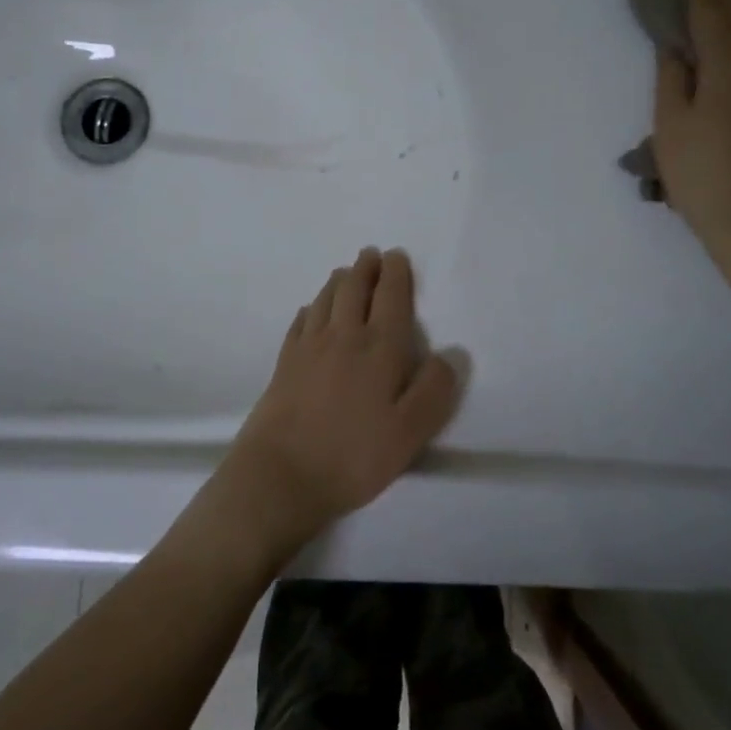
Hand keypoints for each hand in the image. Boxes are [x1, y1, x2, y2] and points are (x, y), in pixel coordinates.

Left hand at [220, 248, 461, 552]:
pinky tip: (311, 311)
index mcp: (379, 348)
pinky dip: (311, 308)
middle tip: (371, 255)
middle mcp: (343, 336)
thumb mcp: (410, 432)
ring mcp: (309, 348)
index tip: (396, 256)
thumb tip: (449, 353)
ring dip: (339, 281)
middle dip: (366, 268)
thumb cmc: (353, 455)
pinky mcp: (285, 363)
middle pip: (354, 289)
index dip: (396, 273)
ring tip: (346, 273)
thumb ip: (434, 390)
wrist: (281, 474)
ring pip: (326, 299)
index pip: (391, 297)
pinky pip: (301, 322)